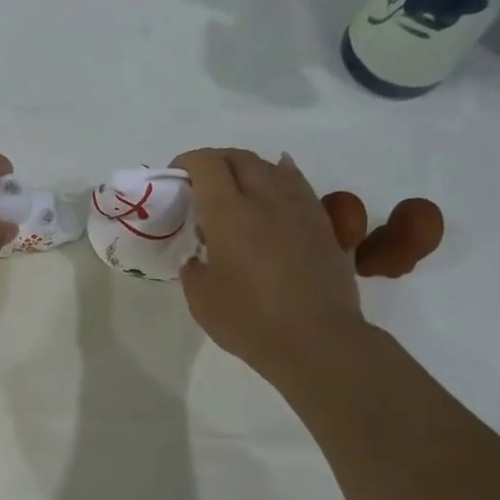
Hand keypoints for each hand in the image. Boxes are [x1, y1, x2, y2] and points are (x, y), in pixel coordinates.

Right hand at [172, 148, 367, 385]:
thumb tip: (200, 258)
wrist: (317, 341)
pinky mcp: (323, 224)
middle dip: (215, 161)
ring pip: (272, 167)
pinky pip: (298, 185)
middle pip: (240, 158)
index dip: (188, 162)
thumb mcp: (200, 299)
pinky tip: (276, 185)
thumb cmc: (250, 320)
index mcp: (229, 213)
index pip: (207, 164)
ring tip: (236, 187)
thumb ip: (194, 269)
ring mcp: (300, 208)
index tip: (176, 177)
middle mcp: (266, 199)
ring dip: (248, 168)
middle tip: (201, 183)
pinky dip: (281, 177)